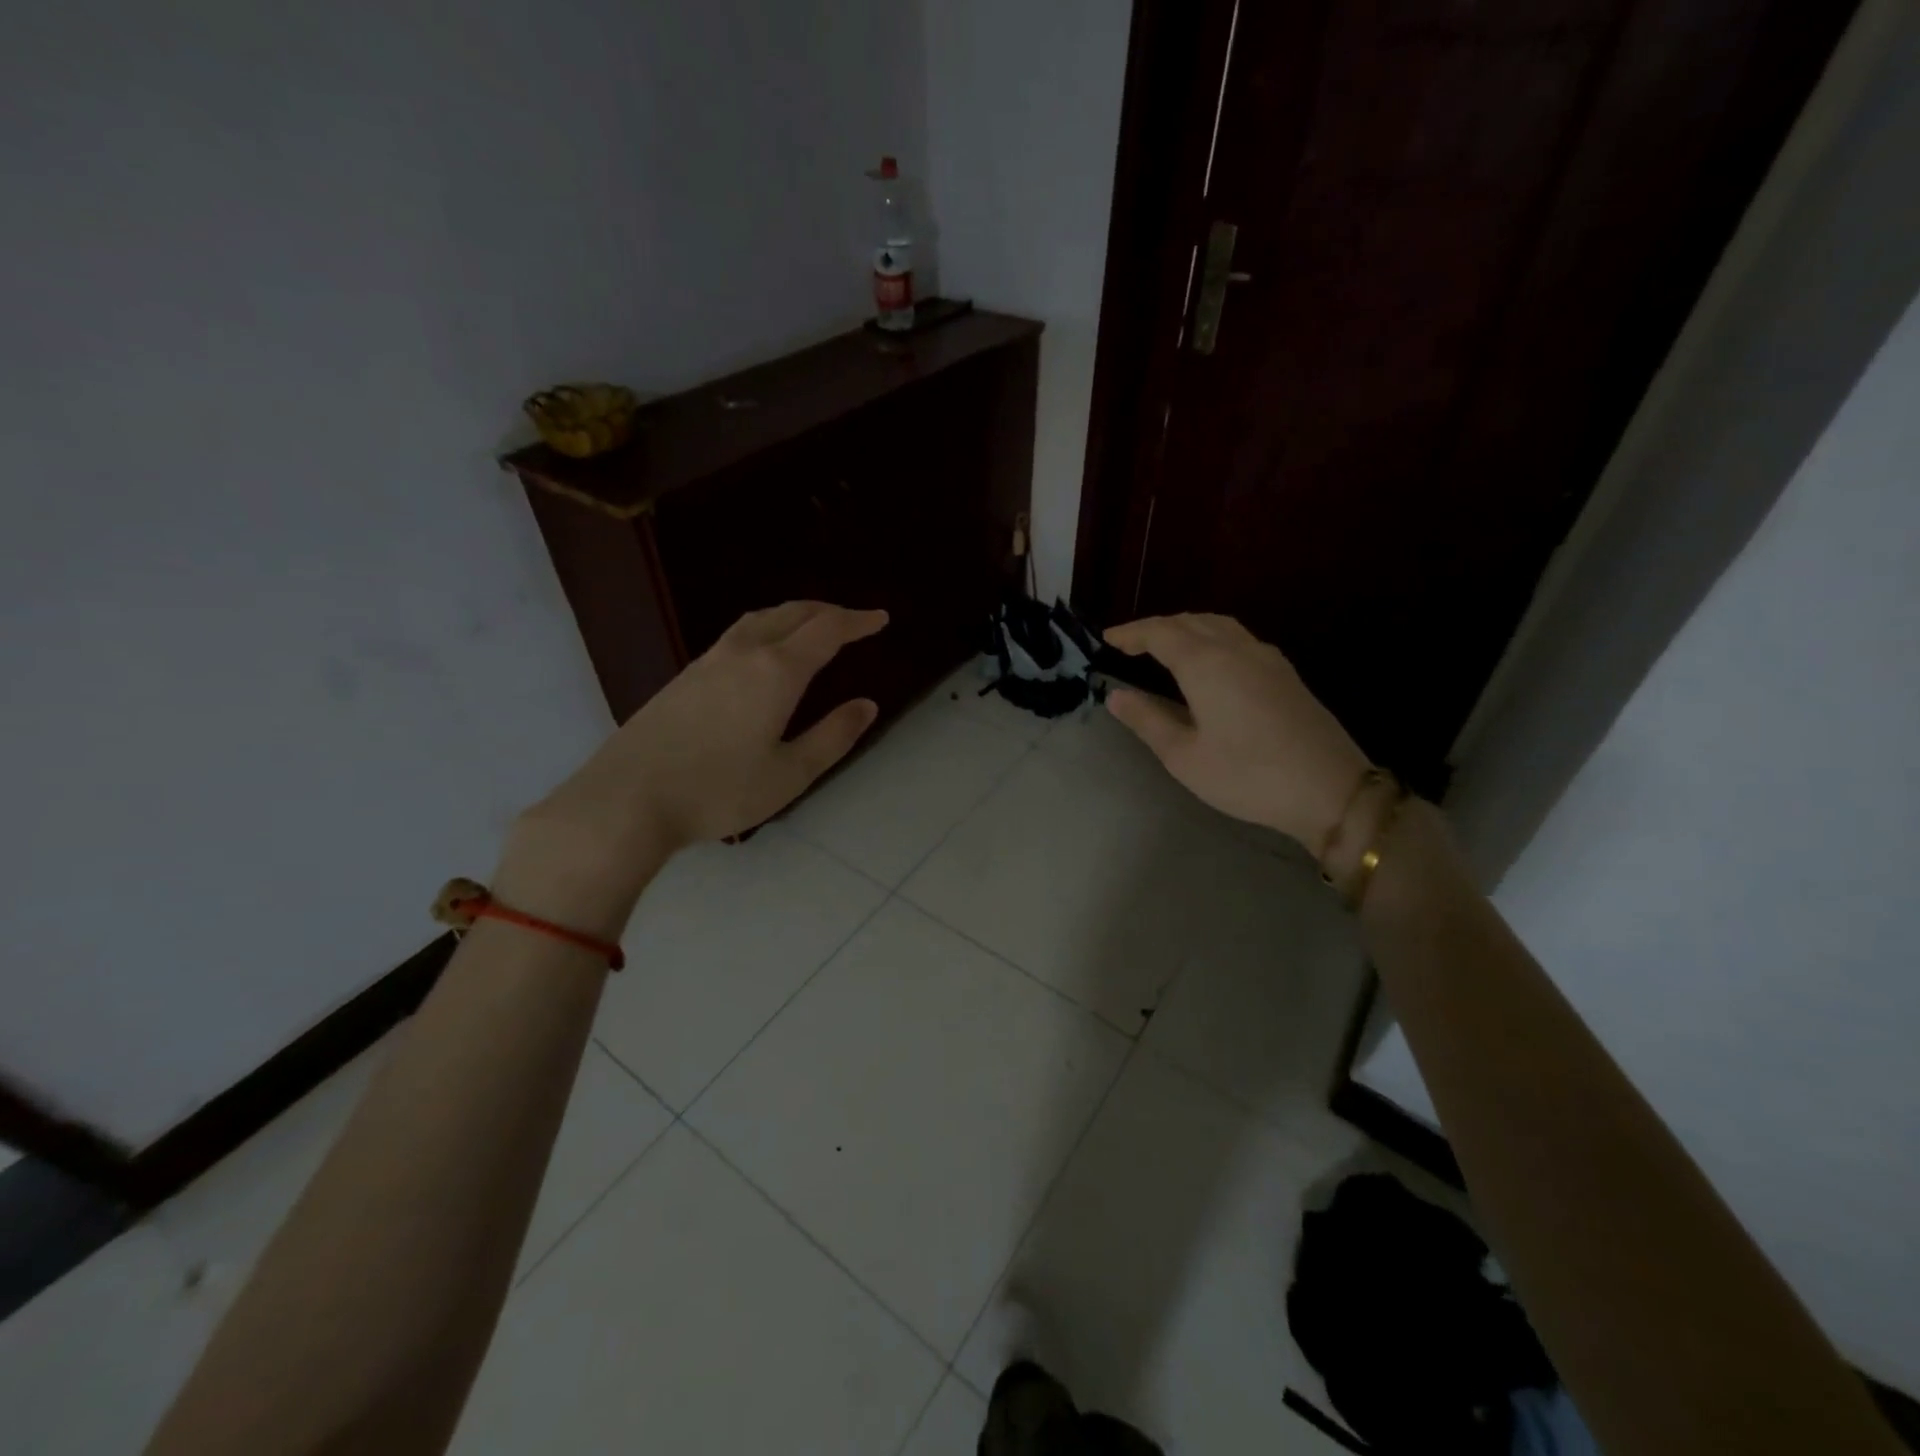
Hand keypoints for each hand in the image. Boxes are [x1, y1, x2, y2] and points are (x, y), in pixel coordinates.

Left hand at [498, 602, 886, 931]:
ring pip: (760, 619)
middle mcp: (743, 652)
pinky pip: (738, 635)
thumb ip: (833, 736)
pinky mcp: (685, 676)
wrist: (628, 799)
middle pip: (792, 613)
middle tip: (853, 621)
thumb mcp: (790, 773)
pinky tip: (764, 653)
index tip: (880, 619)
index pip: (827, 630)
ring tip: (812, 627)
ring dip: (794, 615)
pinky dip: (767, 629)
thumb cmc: (719, 790)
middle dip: (827, 612)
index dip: (857, 621)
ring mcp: (708, 661)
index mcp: (776, 671)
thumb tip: (867, 705)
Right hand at [1104, 613, 1369, 846]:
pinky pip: (1238, 637)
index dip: (1131, 633)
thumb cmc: (1247, 776)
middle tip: (1129, 644)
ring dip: (1185, 627)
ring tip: (1164, 646)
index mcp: (1206, 665)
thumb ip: (1147, 720)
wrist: (1330, 789)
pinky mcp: (1285, 673)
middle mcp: (1236, 649)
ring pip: (1218, 625)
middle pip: (1189, 622)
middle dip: (1156, 627)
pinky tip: (1209, 660)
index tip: (1107, 638)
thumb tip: (1116, 696)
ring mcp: (1266, 658)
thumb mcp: (1184, 756)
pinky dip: (1211, 636)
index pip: (1160, 633)